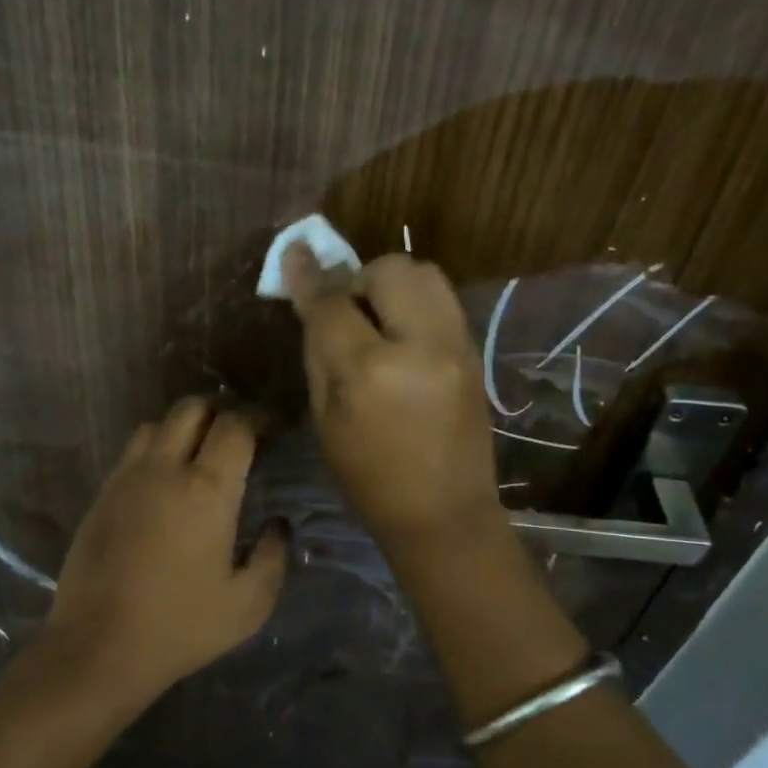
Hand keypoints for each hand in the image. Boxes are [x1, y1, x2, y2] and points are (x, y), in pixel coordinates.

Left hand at [38, 397, 287, 707]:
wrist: (97, 649)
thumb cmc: (181, 627)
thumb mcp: (249, 604)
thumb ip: (273, 556)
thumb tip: (278, 525)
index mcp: (206, 489)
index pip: (236, 425)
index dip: (258, 419)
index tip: (272, 431)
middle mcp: (165, 469)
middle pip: (192, 408)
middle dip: (220, 412)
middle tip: (237, 438)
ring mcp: (126, 478)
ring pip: (157, 424)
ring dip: (183, 428)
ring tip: (198, 455)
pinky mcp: (101, 495)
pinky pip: (132, 451)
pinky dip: (155, 450)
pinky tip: (163, 483)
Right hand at [282, 242, 503, 547]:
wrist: (445, 514)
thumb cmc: (369, 479)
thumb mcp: (326, 420)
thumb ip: (318, 352)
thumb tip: (311, 300)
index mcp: (371, 372)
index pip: (333, 303)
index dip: (308, 277)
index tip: (294, 253)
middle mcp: (420, 345)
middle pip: (389, 269)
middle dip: (360, 279)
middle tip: (347, 311)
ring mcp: (456, 345)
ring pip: (424, 273)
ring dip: (391, 284)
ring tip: (378, 320)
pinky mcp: (473, 351)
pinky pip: (441, 299)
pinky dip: (415, 302)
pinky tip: (402, 335)